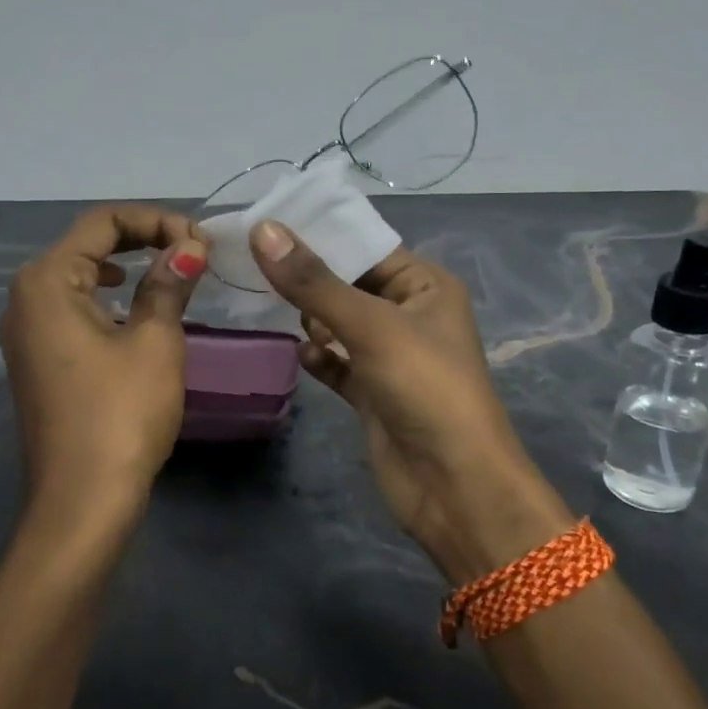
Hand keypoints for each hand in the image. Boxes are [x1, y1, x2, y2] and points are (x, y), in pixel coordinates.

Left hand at [0, 206, 206, 512]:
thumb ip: (169, 284)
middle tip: (192, 251)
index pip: (102, 222)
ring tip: (169, 271)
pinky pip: (71, 306)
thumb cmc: (121, 414)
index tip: (200, 241)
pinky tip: (131, 307)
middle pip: (85, 243)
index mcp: (46, 281)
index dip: (155, 220)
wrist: (82, 500)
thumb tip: (189, 247)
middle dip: (141, 238)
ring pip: (77, 274)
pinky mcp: (36, 358)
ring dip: (125, 264)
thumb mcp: (155, 342)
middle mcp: (25, 297)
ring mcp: (25, 330)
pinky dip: (106, 295)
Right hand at [248, 222, 572, 579]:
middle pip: (348, 284)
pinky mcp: (373, 393)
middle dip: (309, 279)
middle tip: (254, 266)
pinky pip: (337, 363)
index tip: (265, 224)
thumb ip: (314, 282)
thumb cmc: (424, 387)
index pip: (366, 246)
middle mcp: (409, 315)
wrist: (453, 484)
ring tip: (272, 308)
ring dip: (311, 319)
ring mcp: (390, 356)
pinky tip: (303, 356)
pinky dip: (319, 357)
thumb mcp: (370, 326)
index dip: (320, 235)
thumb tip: (264, 230)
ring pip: (339, 324)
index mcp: (425, 286)